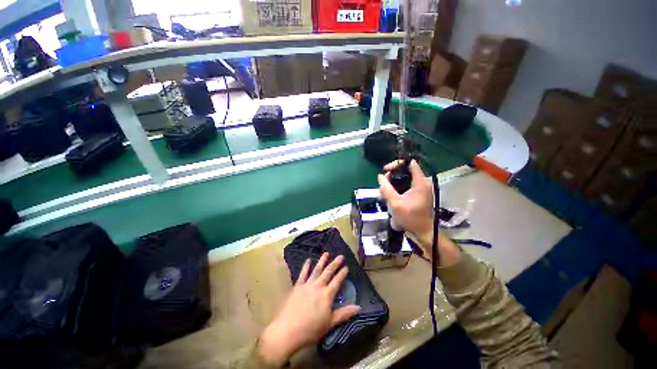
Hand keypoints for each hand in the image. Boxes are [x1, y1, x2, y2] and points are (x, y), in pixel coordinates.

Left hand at [258, 253, 360, 366]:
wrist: (288, 331)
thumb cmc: (311, 330)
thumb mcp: (330, 323)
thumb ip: (344, 314)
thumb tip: (358, 307)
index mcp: (327, 295)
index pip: (337, 281)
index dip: (342, 273)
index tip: (346, 267)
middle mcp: (318, 286)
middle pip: (328, 272)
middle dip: (335, 263)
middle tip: (340, 256)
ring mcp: (307, 285)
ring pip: (316, 270)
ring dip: (322, 261)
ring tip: (326, 253)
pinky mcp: (297, 286)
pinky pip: (302, 274)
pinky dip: (306, 266)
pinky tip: (308, 260)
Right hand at [378, 160, 460, 266]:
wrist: (423, 231)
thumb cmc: (411, 218)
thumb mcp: (396, 203)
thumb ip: (386, 189)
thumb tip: (380, 176)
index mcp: (420, 182)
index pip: (410, 163)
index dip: (397, 163)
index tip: (386, 170)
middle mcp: (422, 182)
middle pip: (406, 170)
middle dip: (392, 174)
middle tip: (383, 183)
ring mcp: (421, 187)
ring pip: (405, 177)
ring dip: (393, 181)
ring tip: (385, 190)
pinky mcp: (419, 193)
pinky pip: (406, 184)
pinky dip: (397, 186)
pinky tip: (390, 194)